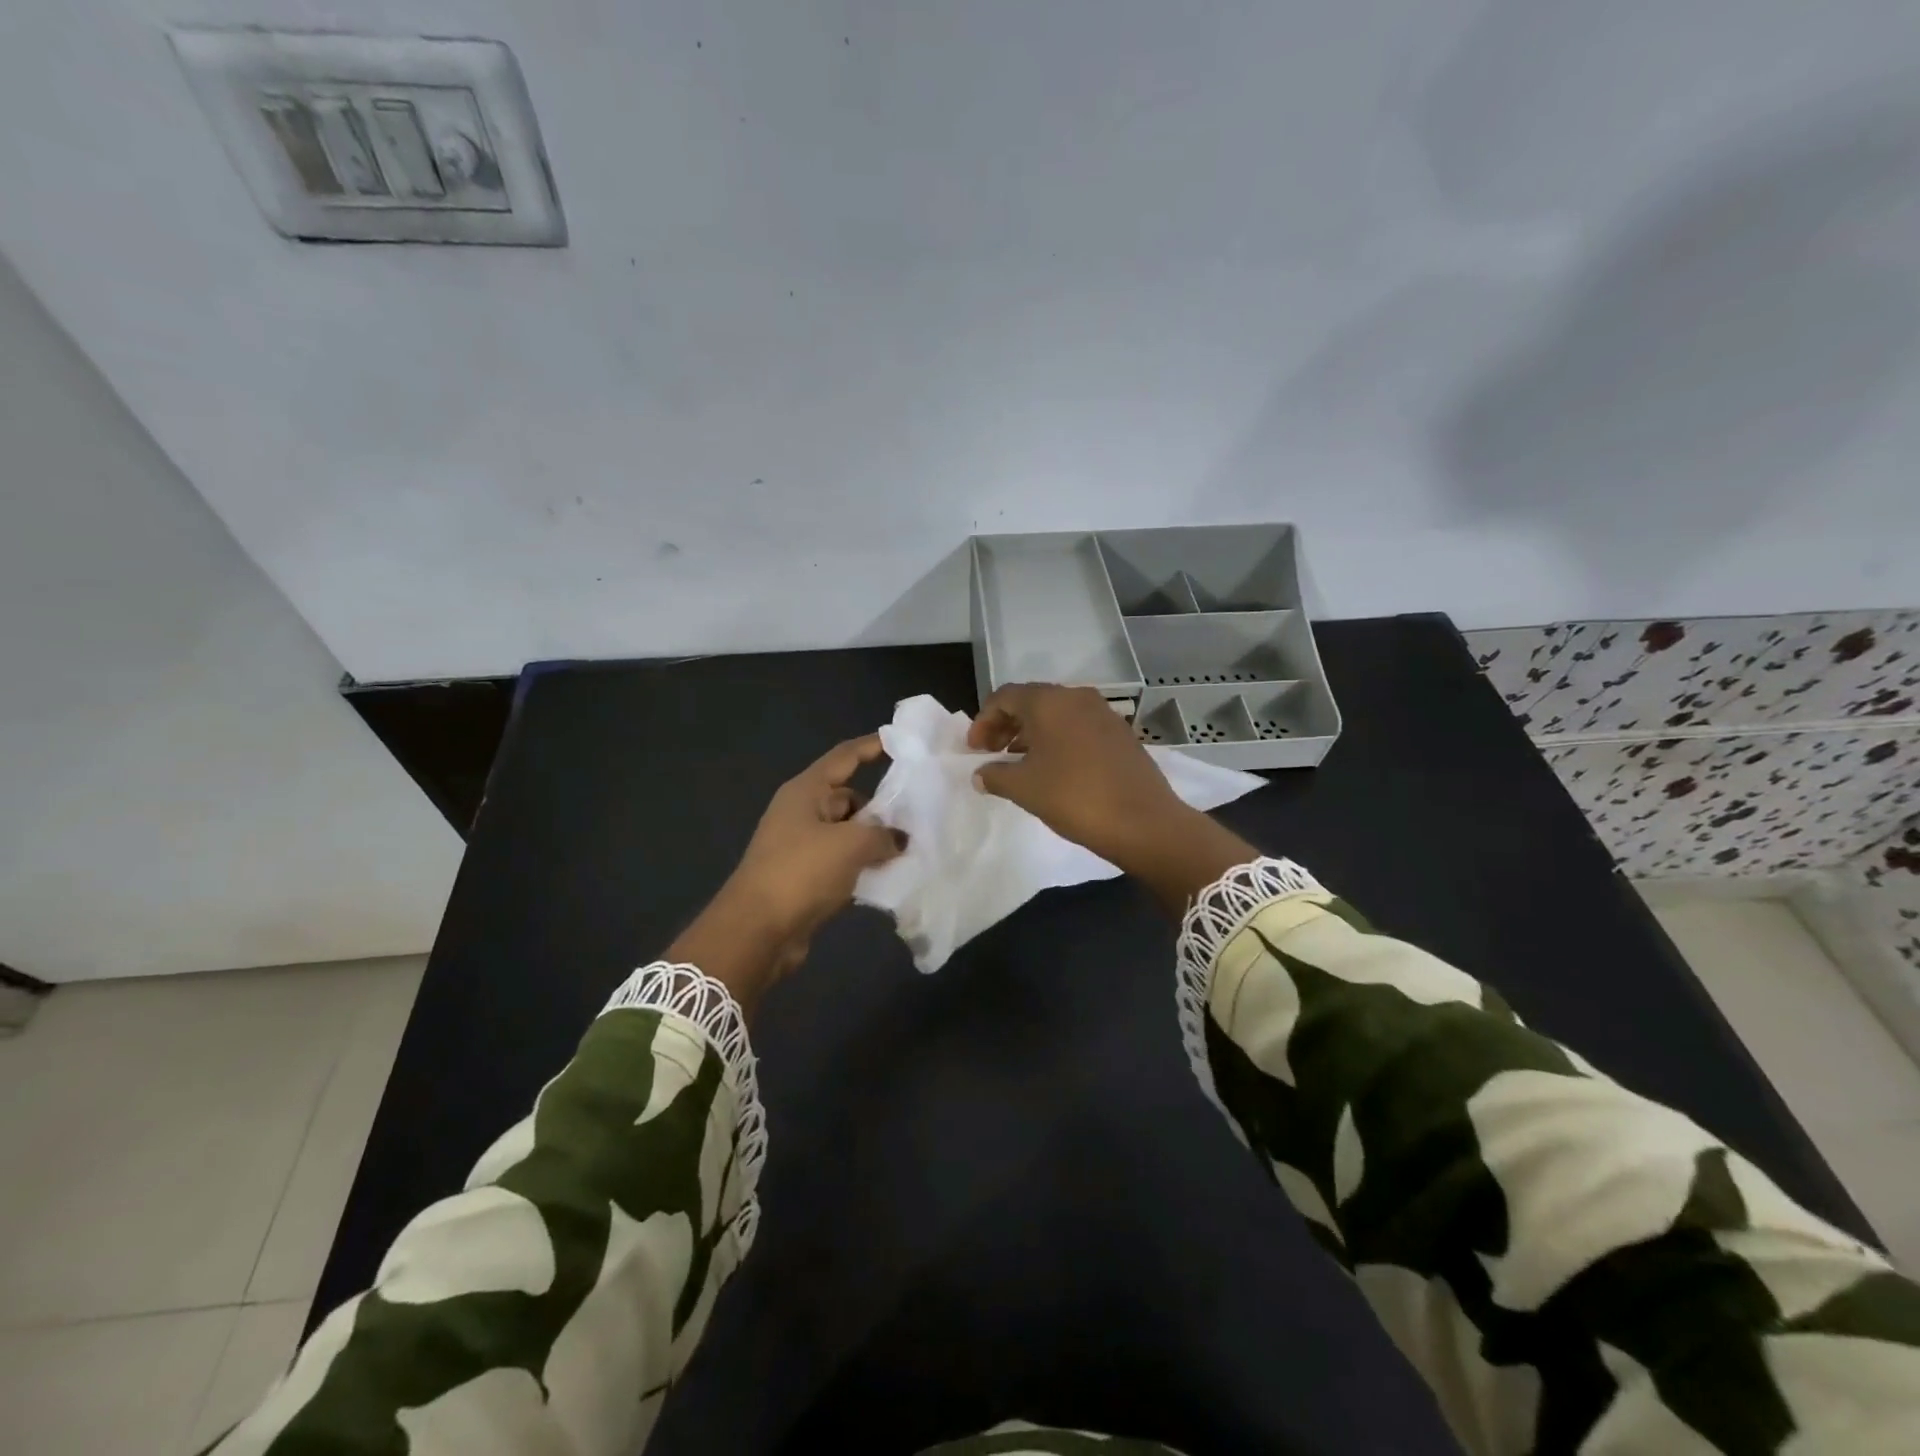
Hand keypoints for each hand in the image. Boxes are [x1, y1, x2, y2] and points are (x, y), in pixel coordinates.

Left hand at [668, 735, 904, 1009]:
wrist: (757, 931)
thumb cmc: (801, 872)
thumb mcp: (850, 845)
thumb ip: (883, 834)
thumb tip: (900, 838)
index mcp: (806, 791)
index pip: (845, 757)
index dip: (873, 746)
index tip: (903, 743)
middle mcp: (803, 812)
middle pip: (849, 798)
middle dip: (882, 807)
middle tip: (920, 817)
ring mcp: (802, 845)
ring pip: (849, 833)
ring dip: (875, 841)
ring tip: (912, 849)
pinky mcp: (805, 876)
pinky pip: (843, 861)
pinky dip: (863, 866)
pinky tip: (889, 876)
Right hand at [967, 683, 1255, 913]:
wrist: (1143, 821)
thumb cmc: (1074, 797)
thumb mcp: (1024, 788)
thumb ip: (995, 775)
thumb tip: (981, 774)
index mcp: (1049, 701)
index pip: (1004, 697)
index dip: (983, 721)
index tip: (974, 750)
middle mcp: (1076, 697)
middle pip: (1031, 701)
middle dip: (1006, 725)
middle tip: (990, 753)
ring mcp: (1103, 714)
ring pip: (1056, 715)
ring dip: (1031, 734)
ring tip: (1018, 763)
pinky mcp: (1120, 734)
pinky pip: (1078, 728)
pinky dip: (1057, 741)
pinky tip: (1053, 769)